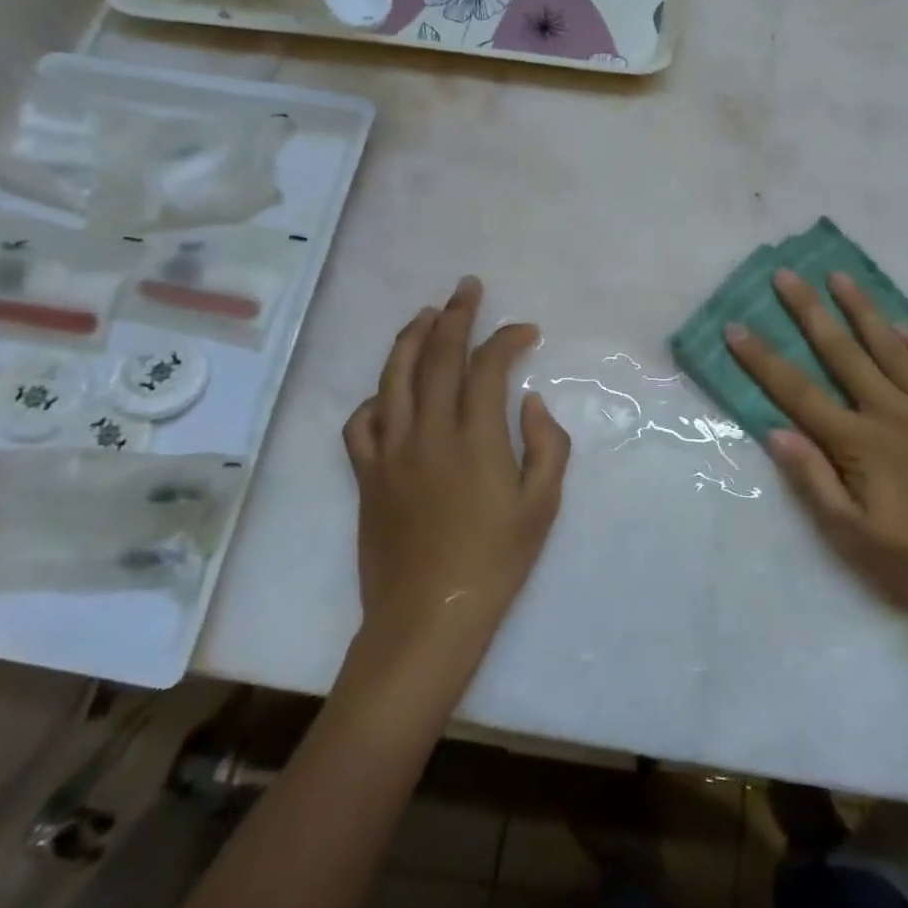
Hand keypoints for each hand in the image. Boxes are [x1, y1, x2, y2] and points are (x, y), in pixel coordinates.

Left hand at [344, 277, 570, 648]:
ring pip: (393, 377)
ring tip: (426, 314)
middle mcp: (428, 432)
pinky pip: (360, 423)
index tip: (526, 331)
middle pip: (437, 356)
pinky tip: (388, 391)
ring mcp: (391, 452)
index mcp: (475, 438)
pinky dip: (374, 398)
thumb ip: (546, 445)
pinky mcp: (366, 475)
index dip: (507, 338)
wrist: (427, 619)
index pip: (487, 366)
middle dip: (456, 315)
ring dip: (411, 338)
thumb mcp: (542, 506)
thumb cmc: (494, 563)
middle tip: (467, 288)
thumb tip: (528, 401)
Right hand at [725, 269, 907, 625]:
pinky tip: (904, 324)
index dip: (763, 360)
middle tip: (786, 275)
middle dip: (809, 311)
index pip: (798, 393)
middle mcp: (891, 411)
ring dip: (861, 309)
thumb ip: (815, 482)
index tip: (736, 328)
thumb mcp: (858, 539)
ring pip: (890, 346)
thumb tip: (776, 433)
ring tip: (839, 276)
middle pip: (842, 352)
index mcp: (859, 443)